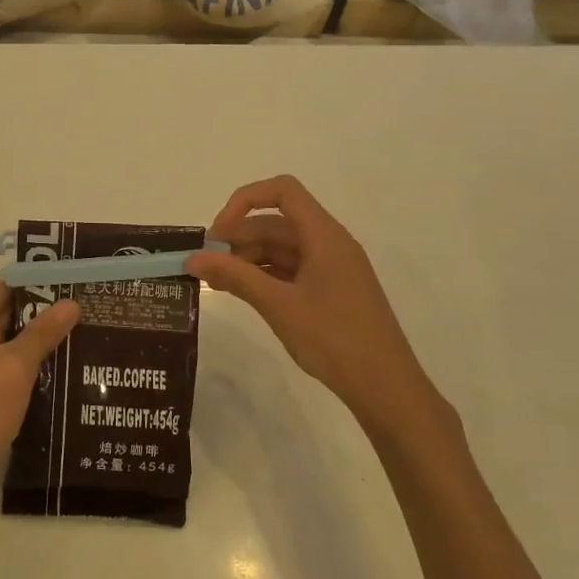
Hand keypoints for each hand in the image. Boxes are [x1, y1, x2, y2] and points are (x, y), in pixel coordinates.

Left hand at [0, 243, 80, 511]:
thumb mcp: (14, 368)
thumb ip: (43, 334)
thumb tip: (71, 302)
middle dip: (25, 286)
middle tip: (68, 282)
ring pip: (7, 325)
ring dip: (36, 318)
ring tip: (78, 312)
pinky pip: (14, 352)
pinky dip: (36, 346)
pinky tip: (68, 350)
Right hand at [187, 176, 449, 435]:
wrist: (385, 388)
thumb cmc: (334, 338)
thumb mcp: (278, 305)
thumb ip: (234, 276)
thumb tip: (192, 258)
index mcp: (324, 236)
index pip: (282, 191)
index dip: (245, 201)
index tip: (218, 233)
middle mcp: (329, 243)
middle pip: (276, 222)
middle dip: (238, 236)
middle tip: (205, 263)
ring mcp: (331, 268)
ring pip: (281, 247)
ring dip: (246, 257)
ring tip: (215, 281)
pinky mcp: (330, 290)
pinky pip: (290, 269)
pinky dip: (263, 275)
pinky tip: (240, 291)